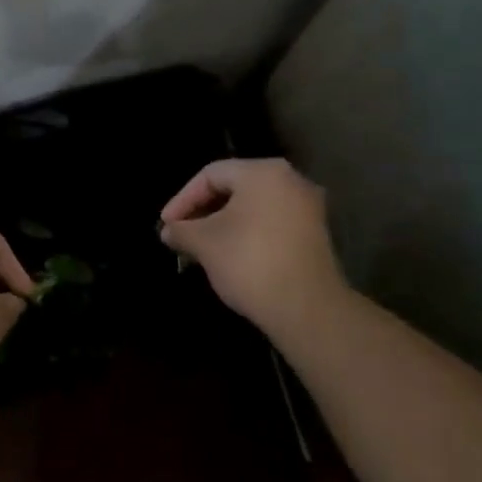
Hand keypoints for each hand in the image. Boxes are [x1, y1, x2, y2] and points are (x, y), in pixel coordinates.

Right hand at [159, 158, 353, 338]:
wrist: (307, 309)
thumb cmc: (250, 263)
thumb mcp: (204, 244)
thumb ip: (182, 230)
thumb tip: (169, 231)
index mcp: (263, 172)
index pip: (210, 174)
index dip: (182, 199)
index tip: (166, 225)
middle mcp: (290, 180)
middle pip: (234, 187)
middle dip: (202, 211)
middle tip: (181, 233)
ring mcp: (307, 208)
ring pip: (252, 207)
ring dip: (223, 224)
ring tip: (200, 247)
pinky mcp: (314, 234)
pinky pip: (270, 223)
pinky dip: (246, 233)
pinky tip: (229, 255)